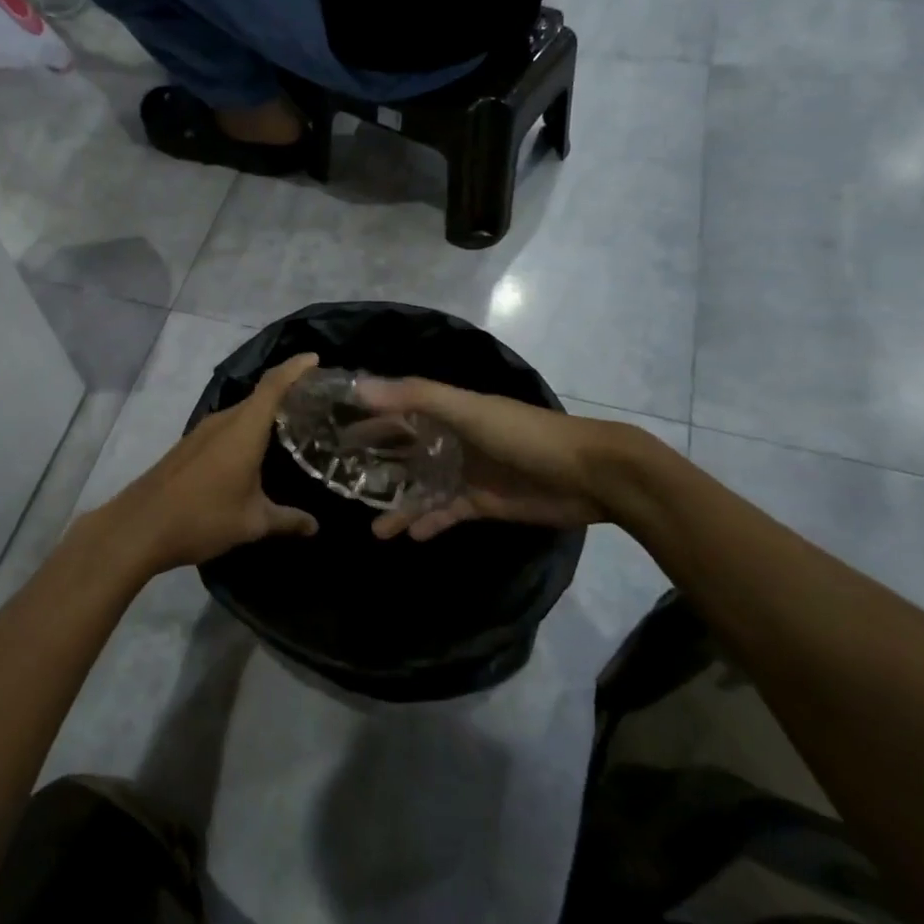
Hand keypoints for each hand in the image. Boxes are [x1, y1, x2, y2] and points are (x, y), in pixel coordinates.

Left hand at [77, 354, 321, 574]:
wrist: (139, 527)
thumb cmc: (202, 517)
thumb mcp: (252, 522)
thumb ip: (287, 520)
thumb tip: (315, 526)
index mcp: (243, 429)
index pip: (273, 385)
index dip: (295, 368)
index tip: (315, 358)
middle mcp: (223, 421)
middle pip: (259, 397)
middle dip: (286, 393)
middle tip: (316, 404)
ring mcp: (202, 432)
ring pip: (241, 413)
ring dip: (264, 414)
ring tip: (291, 427)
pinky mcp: (189, 446)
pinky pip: (226, 428)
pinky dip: (245, 430)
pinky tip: (255, 452)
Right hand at [356, 377, 617, 540]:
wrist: (590, 474)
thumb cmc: (524, 434)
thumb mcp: (467, 409)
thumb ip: (414, 397)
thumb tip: (358, 388)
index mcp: (446, 410)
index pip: (396, 409)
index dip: (367, 417)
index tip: (333, 430)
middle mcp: (452, 439)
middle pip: (405, 450)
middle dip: (376, 464)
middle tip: (342, 481)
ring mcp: (467, 472)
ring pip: (422, 488)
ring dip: (399, 505)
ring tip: (373, 527)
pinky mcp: (483, 503)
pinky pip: (446, 513)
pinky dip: (428, 522)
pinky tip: (409, 535)